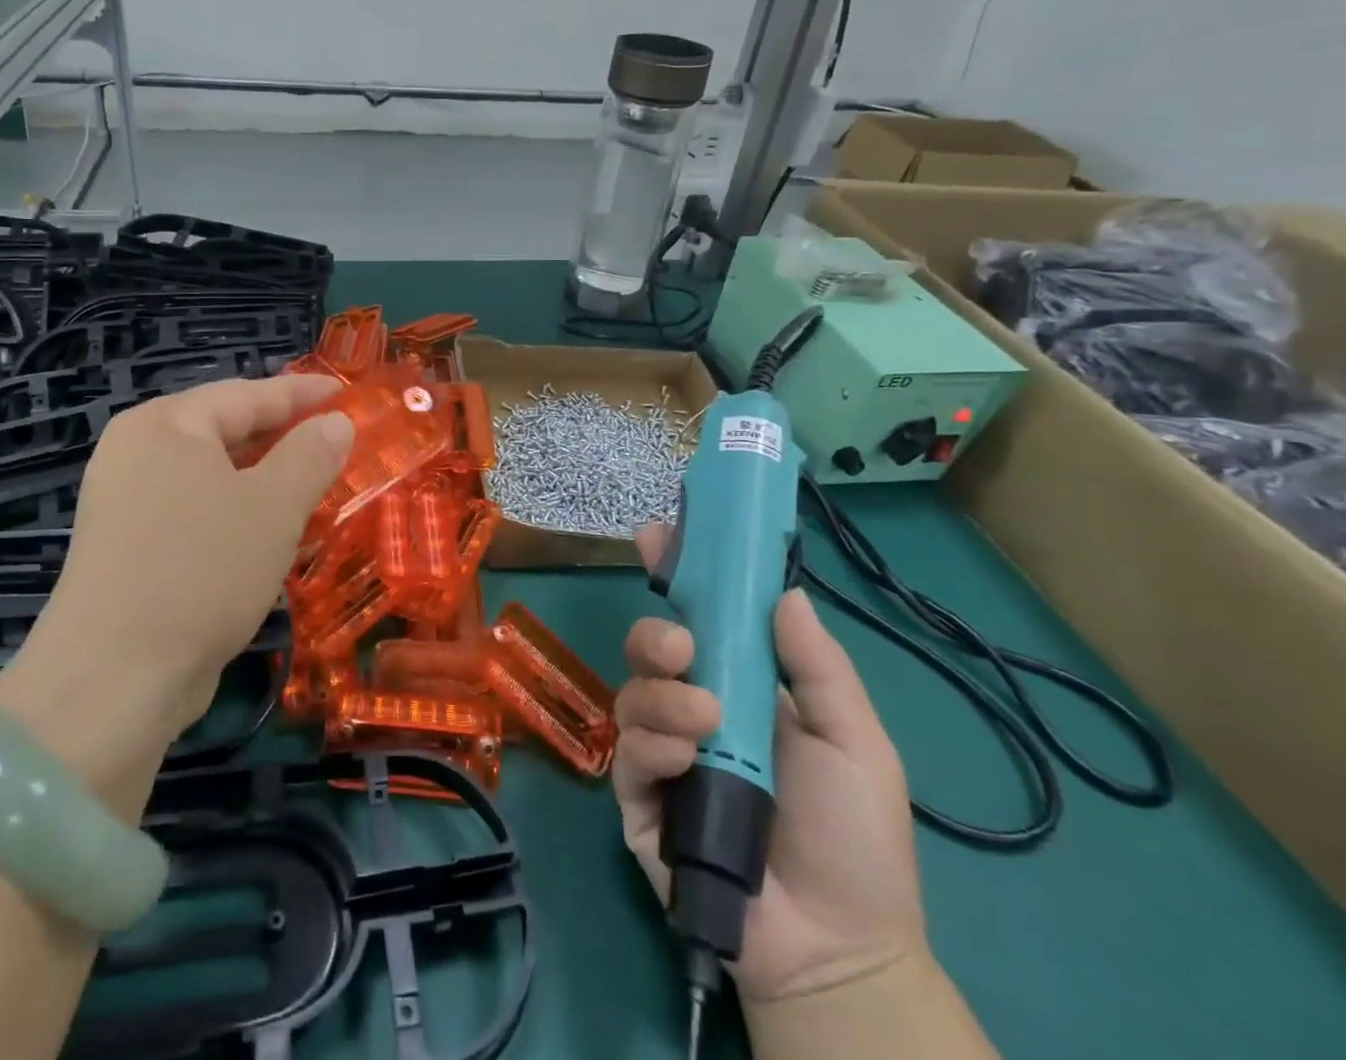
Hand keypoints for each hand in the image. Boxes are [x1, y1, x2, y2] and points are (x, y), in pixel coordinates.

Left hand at [0, 376, 352, 771]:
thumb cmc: (202, 570)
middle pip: (224, 430)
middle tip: (335, 440)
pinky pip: (194, 511)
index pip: (246, 394)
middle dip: (282, 437)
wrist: (114, 679)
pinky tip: (268, 532)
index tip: (344, 394)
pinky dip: (235, 512)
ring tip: (313, 484)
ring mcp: (125, 503)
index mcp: (164, 425)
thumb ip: (311, 455)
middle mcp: (137, 453)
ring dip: (263, 479)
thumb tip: (337, 423)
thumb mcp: (273, 506)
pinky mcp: (127, 548)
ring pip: (211, 475)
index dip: (301, 394)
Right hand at [614, 524, 926, 1004]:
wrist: (836, 949)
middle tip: (683, 646)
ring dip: (663, 695)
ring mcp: (664, 753)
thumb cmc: (856, 841)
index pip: (700, 619)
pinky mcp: (639, 798)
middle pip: (650, 648)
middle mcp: (695, 709)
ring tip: (706, 722)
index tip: (658, 535)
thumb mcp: (855, 742)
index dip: (677, 575)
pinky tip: (687, 762)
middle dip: (656, 635)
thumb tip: (786, 591)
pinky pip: (628, 752)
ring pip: (633, 694)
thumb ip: (818, 667)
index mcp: (742, 688)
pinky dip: (653, 745)